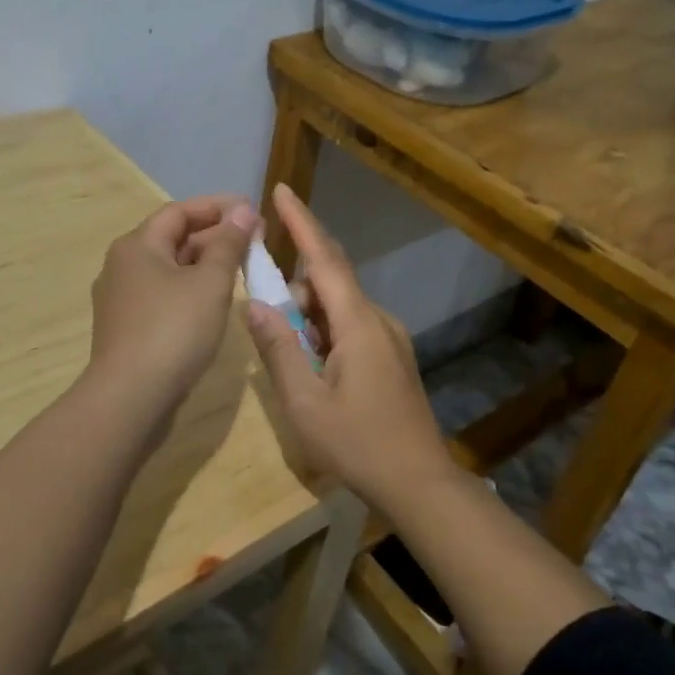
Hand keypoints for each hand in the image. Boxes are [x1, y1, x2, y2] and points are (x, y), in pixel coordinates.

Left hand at [87, 195, 258, 419]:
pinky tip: (212, 303)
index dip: (217, 207)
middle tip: (254, 242)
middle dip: (214, 236)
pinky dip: (189, 289)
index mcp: (137, 245)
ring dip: (203, 264)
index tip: (252, 211)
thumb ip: (228, 244)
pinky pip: (162, 295)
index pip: (179, 211)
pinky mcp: (126, 327)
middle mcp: (122, 265)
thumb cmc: (173, 330)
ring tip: (240, 270)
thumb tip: (243, 211)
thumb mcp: (210, 283)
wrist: (130, 398)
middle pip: (172, 238)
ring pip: (168, 269)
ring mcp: (121, 298)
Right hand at [244, 185, 452, 507]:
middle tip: (268, 319)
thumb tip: (255, 305)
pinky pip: (350, 326)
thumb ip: (278, 349)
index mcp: (358, 324)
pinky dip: (324, 332)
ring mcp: (389, 338)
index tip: (281, 190)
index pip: (324, 259)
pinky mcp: (391, 356)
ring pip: (339, 307)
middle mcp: (378, 319)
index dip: (301, 222)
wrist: (420, 483)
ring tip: (291, 360)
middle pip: (329, 281)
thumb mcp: (304, 403)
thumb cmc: (358, 445)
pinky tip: (315, 369)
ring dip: (308, 317)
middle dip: (294, 289)